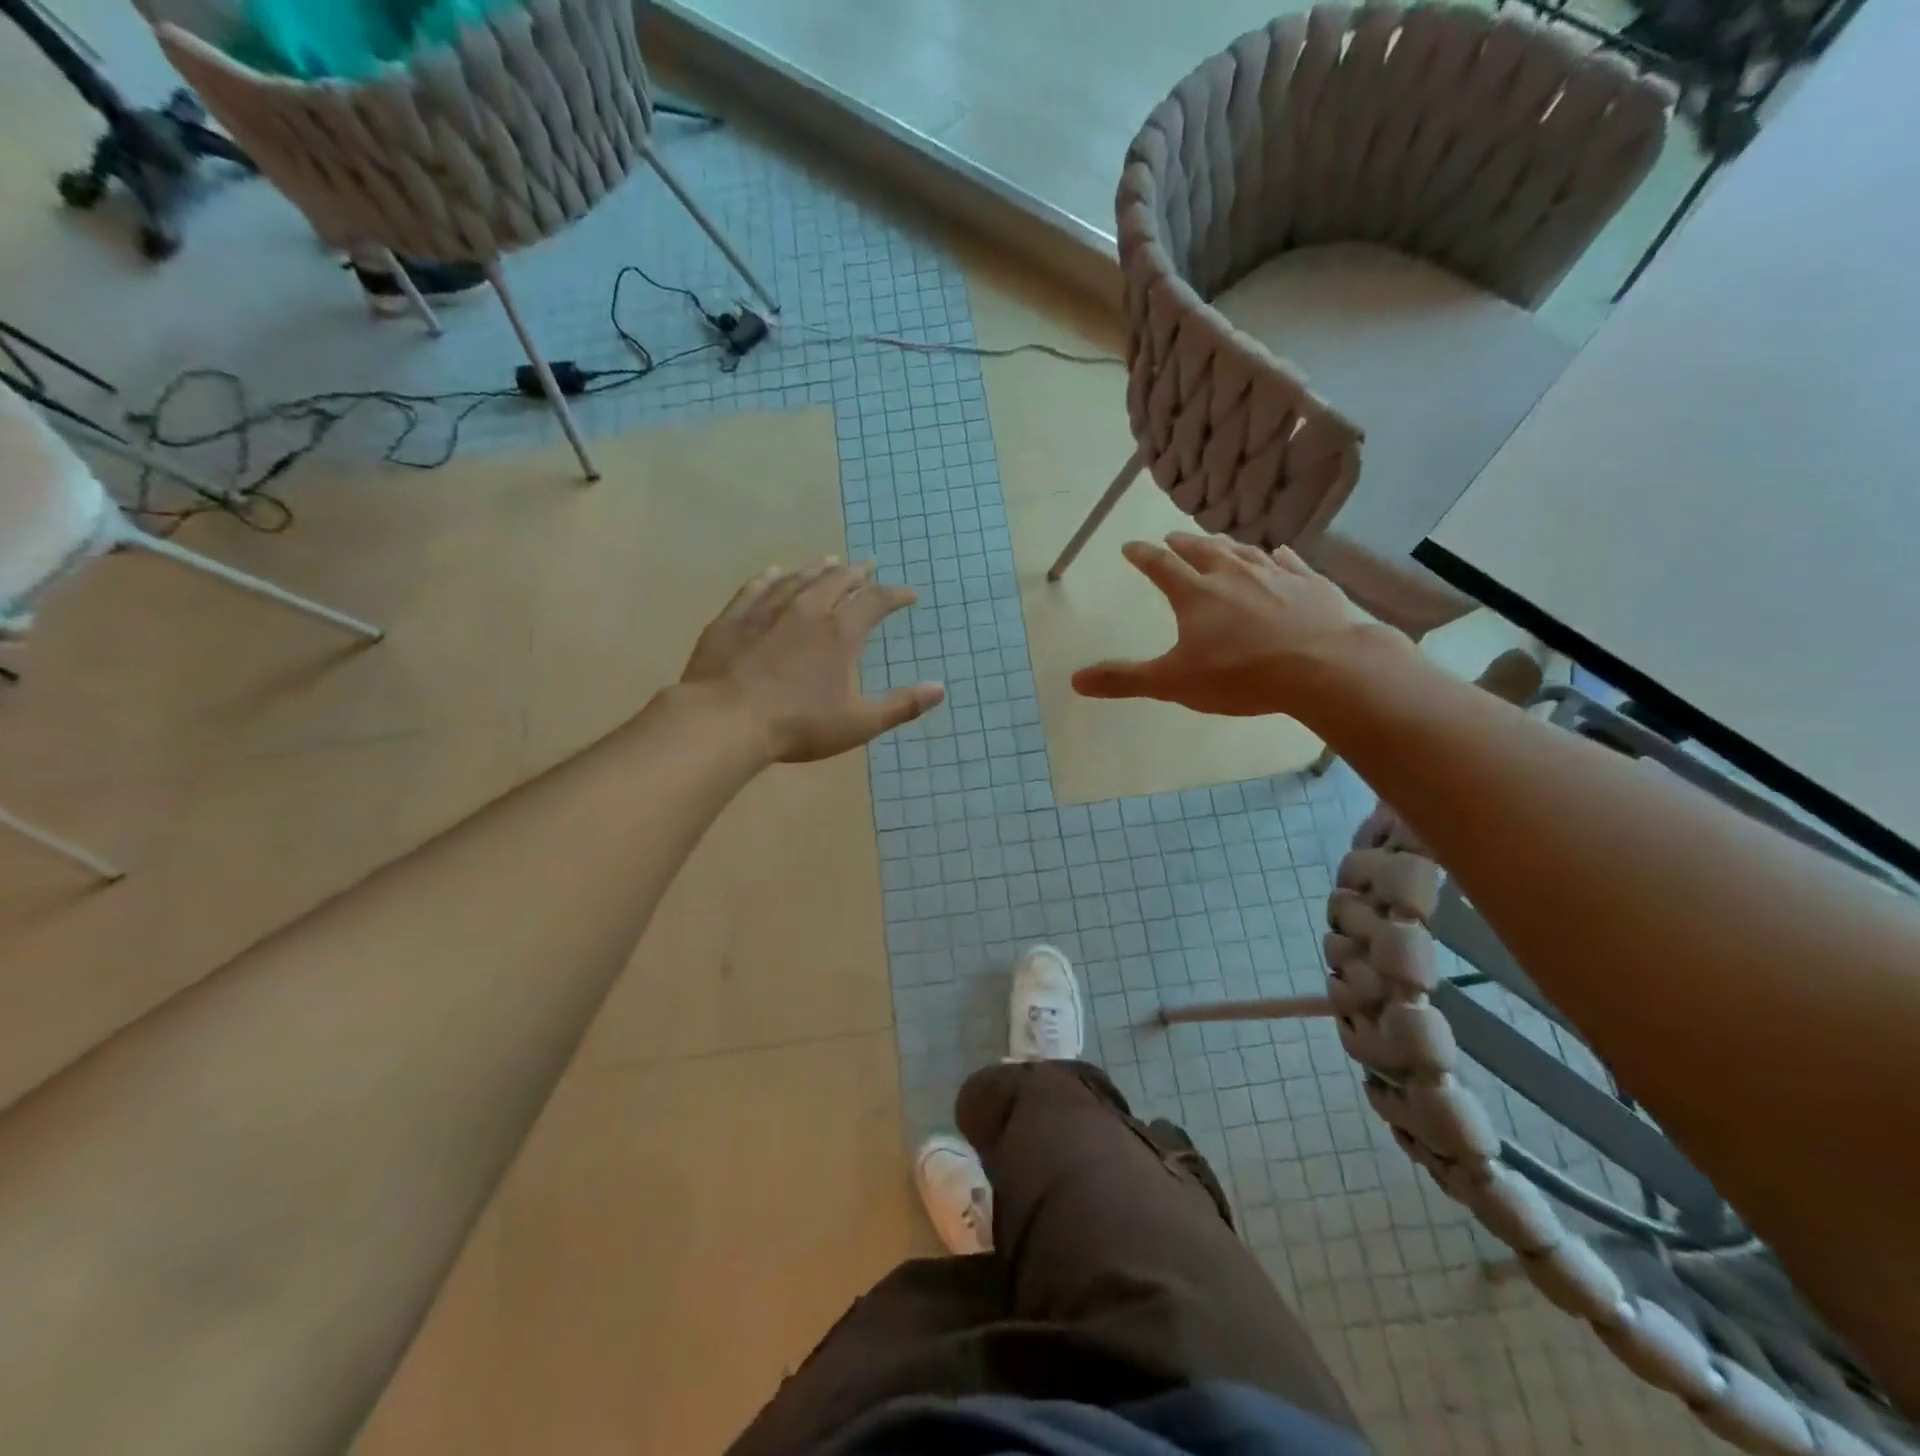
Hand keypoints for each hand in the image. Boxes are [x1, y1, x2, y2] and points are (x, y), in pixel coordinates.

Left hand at [682, 558, 944, 762]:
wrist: (726, 721)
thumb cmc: (799, 725)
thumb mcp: (859, 722)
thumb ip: (902, 705)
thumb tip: (940, 689)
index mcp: (841, 632)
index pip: (876, 601)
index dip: (896, 595)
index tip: (909, 595)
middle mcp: (807, 609)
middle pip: (837, 580)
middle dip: (857, 573)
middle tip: (867, 567)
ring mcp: (767, 610)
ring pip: (798, 579)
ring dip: (818, 569)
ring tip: (829, 561)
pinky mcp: (734, 618)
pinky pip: (756, 587)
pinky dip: (771, 577)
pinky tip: (774, 573)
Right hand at [1071, 533, 1401, 716]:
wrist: (1324, 667)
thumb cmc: (1241, 675)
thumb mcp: (1173, 683)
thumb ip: (1124, 680)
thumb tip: (1074, 680)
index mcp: (1196, 594)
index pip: (1160, 566)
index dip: (1143, 556)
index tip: (1130, 546)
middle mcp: (1232, 574)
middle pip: (1201, 550)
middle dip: (1182, 544)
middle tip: (1170, 538)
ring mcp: (1275, 575)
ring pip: (1243, 551)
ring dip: (1224, 544)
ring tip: (1216, 541)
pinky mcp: (1311, 583)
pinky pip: (1288, 561)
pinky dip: (1276, 555)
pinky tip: (1278, 553)